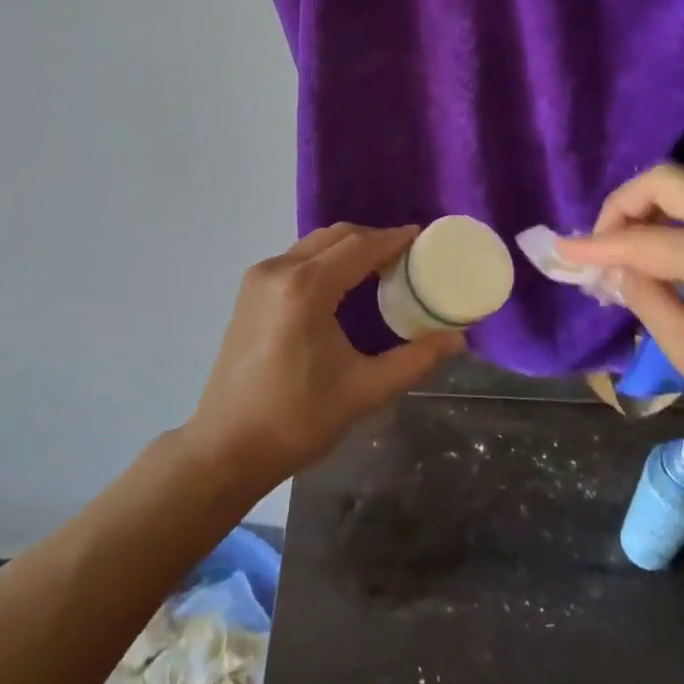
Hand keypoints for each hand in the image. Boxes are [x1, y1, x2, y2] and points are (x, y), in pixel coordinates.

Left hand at [183, 223, 463, 491]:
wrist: (226, 447)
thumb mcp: (364, 391)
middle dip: (373, 239)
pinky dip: (325, 259)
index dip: (394, 239)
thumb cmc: (297, 420)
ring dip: (348, 248)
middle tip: (408, 256)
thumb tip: (458, 338)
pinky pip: (296, 259)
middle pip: (336, 236)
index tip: (424, 237)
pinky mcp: (249, 292)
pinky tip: (344, 283)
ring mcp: (258, 279)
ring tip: (381, 267)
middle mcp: (278, 270)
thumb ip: (415, 360)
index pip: (360, 246)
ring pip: (313, 244)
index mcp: (306, 288)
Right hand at [555, 166, 683, 462]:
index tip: (560, 251)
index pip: (641, 240)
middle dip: (622, 206)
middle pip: (666, 180)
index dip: (595, 246)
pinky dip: (675, 221)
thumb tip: (614, 270)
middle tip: (602, 247)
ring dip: (648, 210)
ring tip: (626, 255)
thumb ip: (647, 301)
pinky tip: (663, 257)